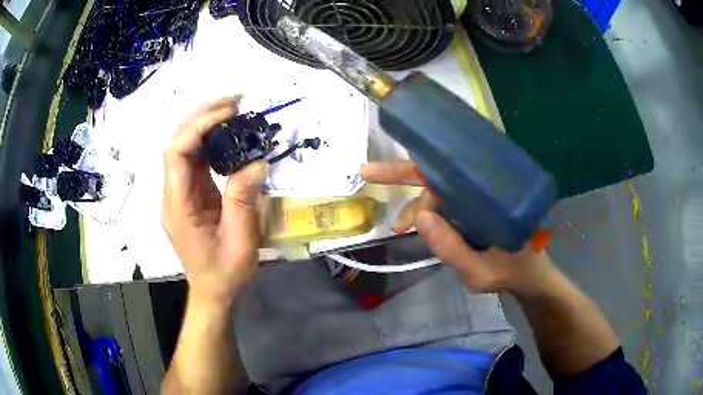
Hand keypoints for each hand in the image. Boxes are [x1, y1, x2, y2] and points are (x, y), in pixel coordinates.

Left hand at [162, 97, 268, 304]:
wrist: (213, 291)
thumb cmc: (224, 272)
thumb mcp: (239, 241)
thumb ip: (243, 200)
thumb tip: (257, 161)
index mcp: (178, 206)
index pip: (177, 153)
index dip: (198, 126)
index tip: (229, 113)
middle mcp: (174, 194)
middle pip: (177, 143)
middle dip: (202, 116)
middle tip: (234, 102)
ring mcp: (181, 193)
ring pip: (186, 148)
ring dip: (207, 125)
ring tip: (234, 111)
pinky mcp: (191, 195)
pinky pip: (197, 161)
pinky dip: (212, 143)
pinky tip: (230, 135)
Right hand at [360, 160, 555, 295]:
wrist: (531, 276)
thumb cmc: (512, 272)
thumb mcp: (481, 273)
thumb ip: (453, 251)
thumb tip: (419, 218)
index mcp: (491, 193)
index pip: (448, 175)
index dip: (419, 182)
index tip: (399, 210)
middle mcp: (484, 187)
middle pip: (439, 171)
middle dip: (401, 172)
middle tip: (367, 171)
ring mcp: (479, 196)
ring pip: (439, 188)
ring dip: (414, 203)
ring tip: (400, 228)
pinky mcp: (476, 207)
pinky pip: (446, 201)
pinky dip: (425, 210)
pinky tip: (413, 224)